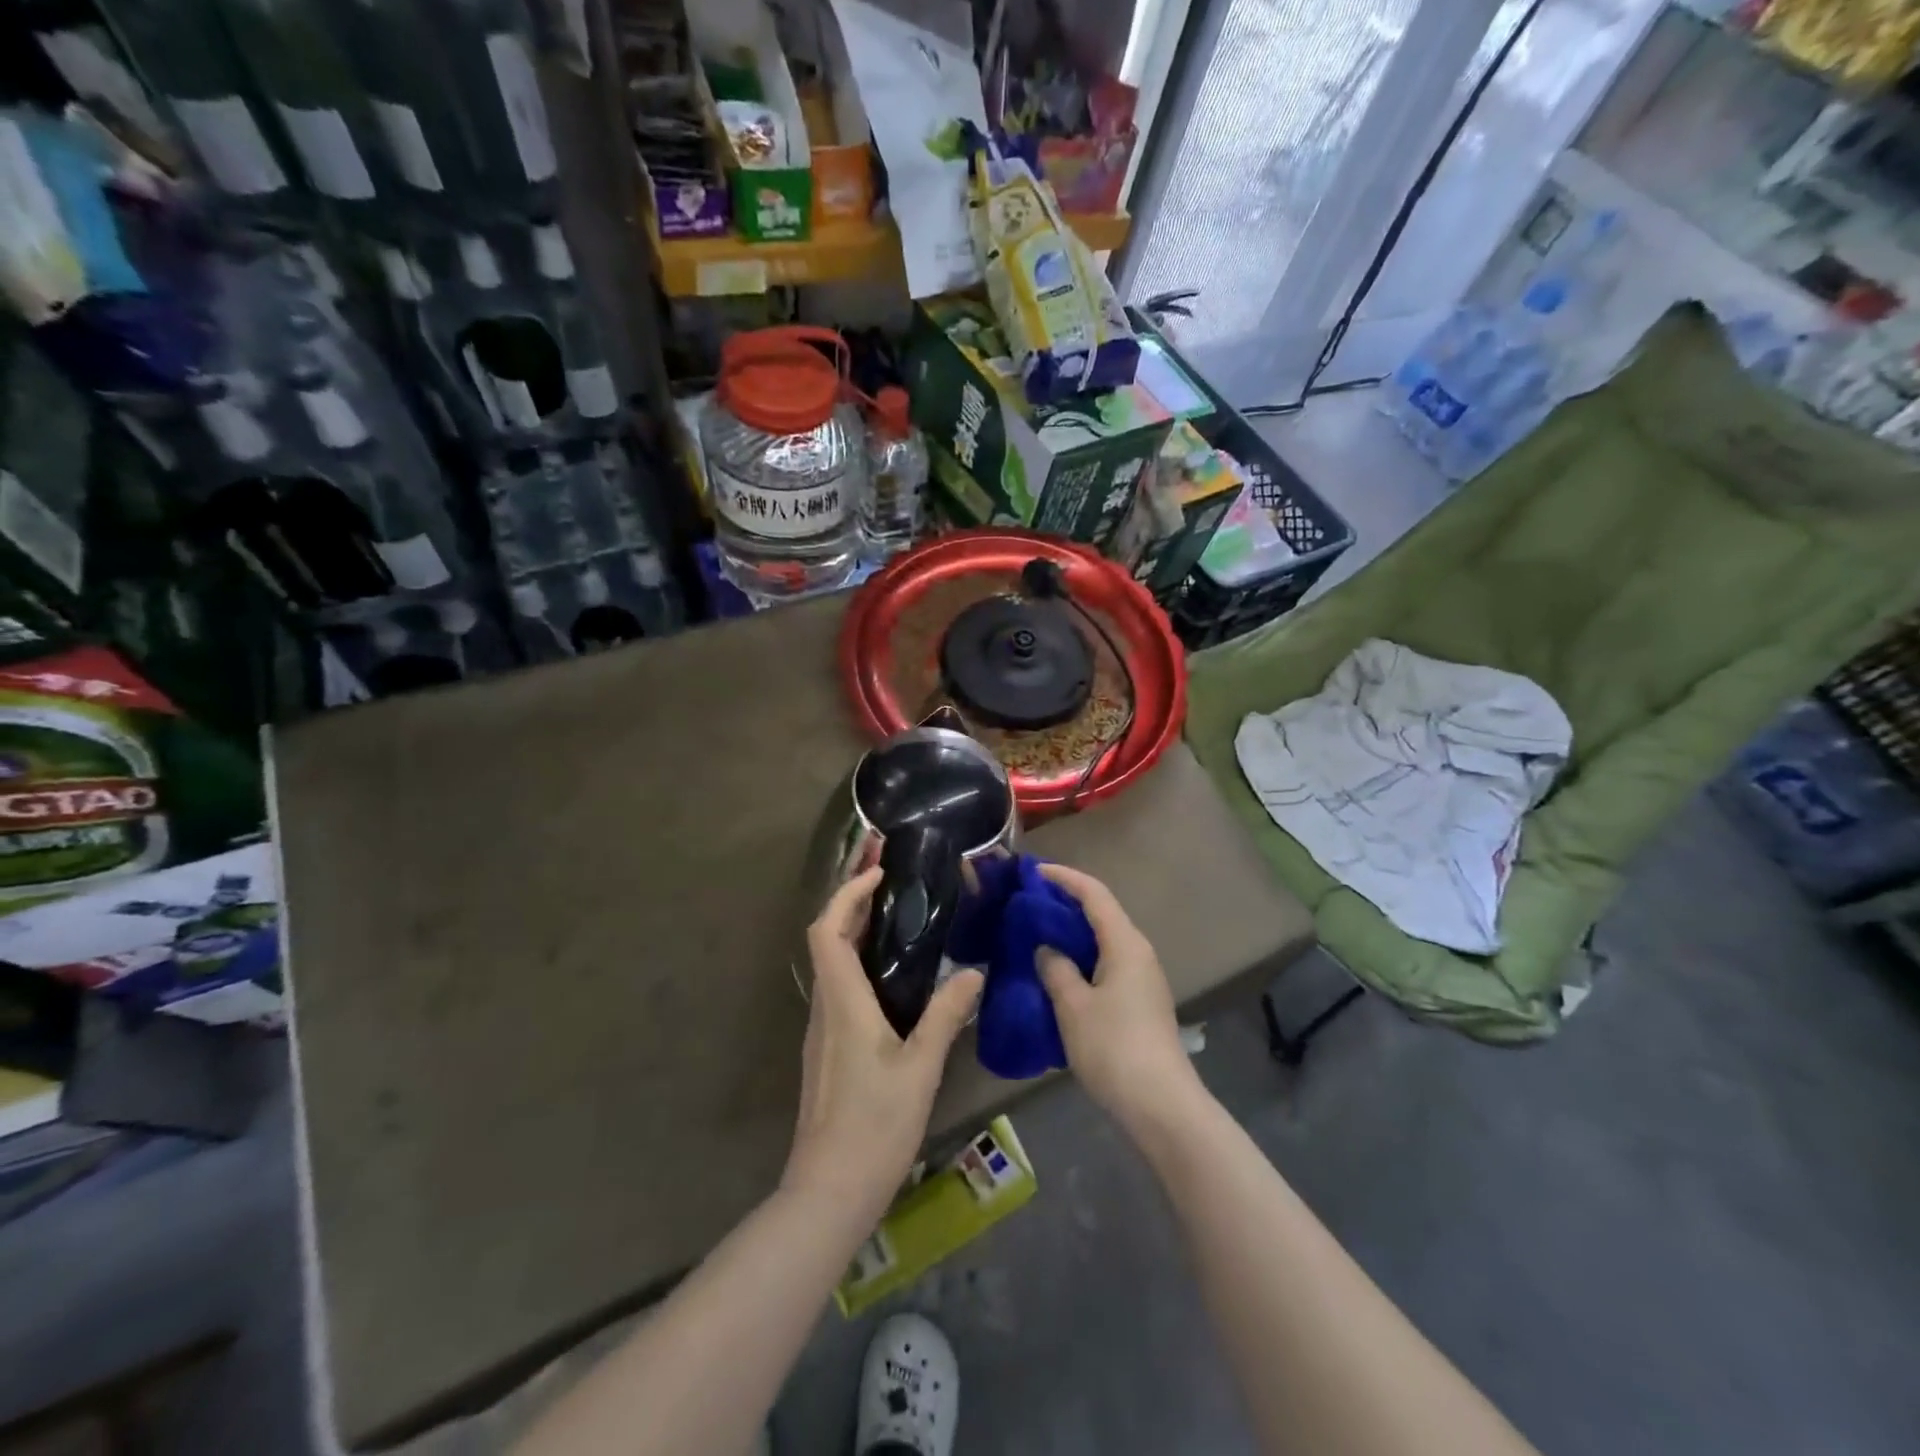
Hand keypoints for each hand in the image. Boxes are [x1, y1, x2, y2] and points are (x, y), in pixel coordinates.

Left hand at [783, 866, 982, 1223]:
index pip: (827, 930)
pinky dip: (859, 966)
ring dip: (855, 934)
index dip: (846, 894)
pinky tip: (893, 979)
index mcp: (843, 1002)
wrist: (828, 1191)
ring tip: (898, 921)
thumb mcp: (921, 1068)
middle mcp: (825, 1008)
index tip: (878, 874)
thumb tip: (973, 972)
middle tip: (893, 885)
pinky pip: (839, 990)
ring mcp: (821, 1030)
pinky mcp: (826, 1050)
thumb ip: (946, 1016)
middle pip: (826, 940)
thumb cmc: (875, 1125)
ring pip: (831, 965)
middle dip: (852, 905)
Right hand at [1035, 864, 1201, 1132]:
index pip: (1094, 894)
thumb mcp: (1073, 1006)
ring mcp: (1143, 979)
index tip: (1033, 871)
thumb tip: (1047, 949)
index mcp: (1125, 943)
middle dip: (1066, 903)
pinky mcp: (1141, 1002)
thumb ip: (1056, 969)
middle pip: (1102, 913)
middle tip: (1029, 903)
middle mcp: (1139, 953)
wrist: (1160, 1105)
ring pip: (1104, 941)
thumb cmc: (1113, 1047)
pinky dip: (1082, 958)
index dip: (1064, 878)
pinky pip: (1107, 964)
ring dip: (1073, 933)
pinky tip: (1059, 973)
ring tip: (1037, 935)